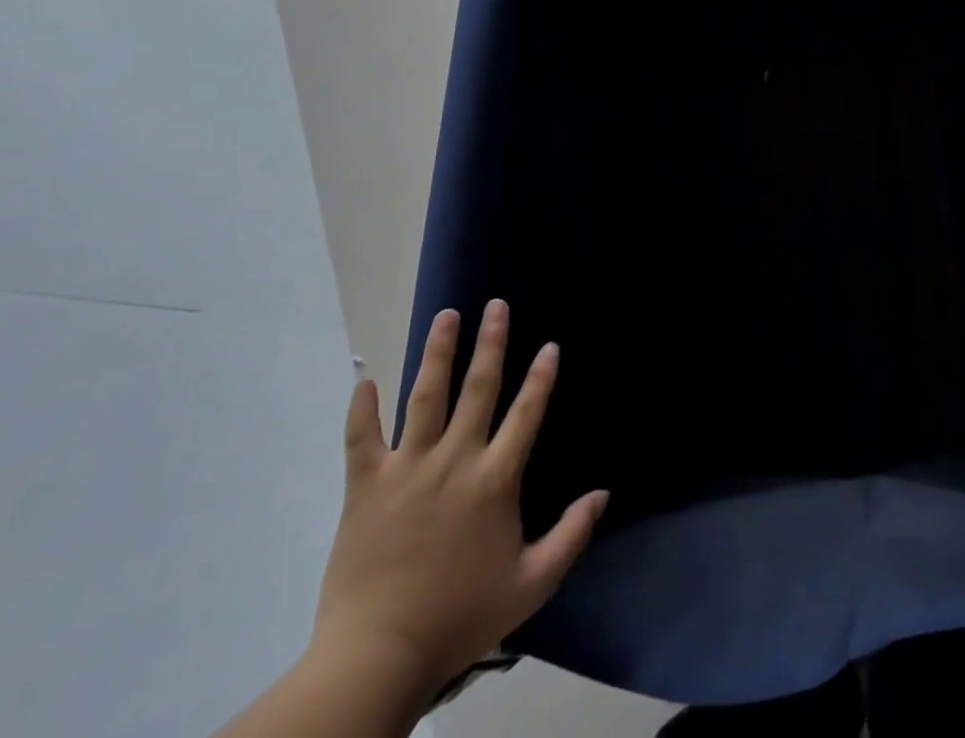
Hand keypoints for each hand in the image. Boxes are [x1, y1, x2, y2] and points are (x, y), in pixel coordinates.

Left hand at [311, 300, 608, 701]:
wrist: (377, 658)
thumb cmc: (460, 616)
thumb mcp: (531, 584)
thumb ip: (571, 535)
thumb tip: (604, 494)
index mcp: (495, 479)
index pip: (526, 413)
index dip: (541, 377)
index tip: (550, 345)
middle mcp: (455, 460)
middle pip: (477, 388)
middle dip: (490, 343)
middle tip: (496, 306)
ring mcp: (407, 469)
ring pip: (425, 398)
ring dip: (437, 353)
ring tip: (446, 317)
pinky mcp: (365, 488)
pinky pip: (361, 439)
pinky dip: (361, 408)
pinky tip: (364, 378)